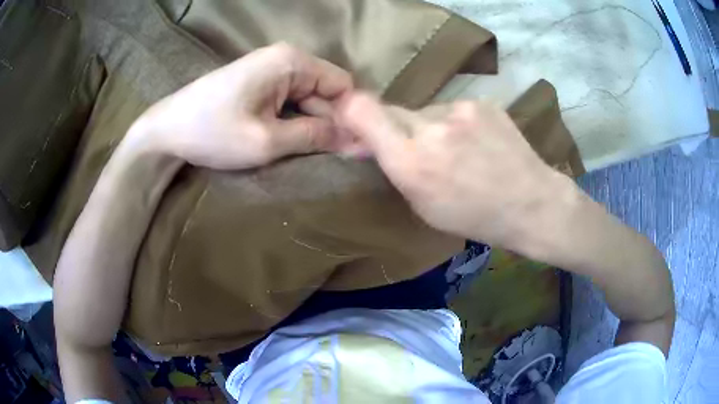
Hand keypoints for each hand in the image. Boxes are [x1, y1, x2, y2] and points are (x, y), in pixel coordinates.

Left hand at [129, 43, 352, 169]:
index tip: (351, 148)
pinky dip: (293, 120)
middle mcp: (286, 58)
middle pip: (325, 89)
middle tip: (332, 158)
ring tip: (306, 153)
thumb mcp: (267, 141)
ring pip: (307, 96)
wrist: (166, 131)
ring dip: (310, 123)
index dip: (350, 116)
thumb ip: (315, 137)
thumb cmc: (213, 132)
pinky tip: (287, 140)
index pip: (342, 84)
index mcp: (292, 62)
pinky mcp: (259, 81)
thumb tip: (356, 140)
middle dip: (329, 122)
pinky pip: (289, 99)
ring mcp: (270, 68)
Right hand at [337, 94, 573, 250]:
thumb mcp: (423, 206)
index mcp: (411, 162)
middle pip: (392, 111)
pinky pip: (452, 110)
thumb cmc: (475, 217)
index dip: (350, 111)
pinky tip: (476, 143)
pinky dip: (454, 124)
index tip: (353, 123)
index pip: (362, 109)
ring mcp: (460, 109)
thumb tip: (362, 142)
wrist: (532, 204)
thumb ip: (392, 167)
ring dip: (428, 127)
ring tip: (457, 151)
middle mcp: (431, 127)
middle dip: (395, 129)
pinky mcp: (481, 102)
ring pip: (424, 111)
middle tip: (416, 151)